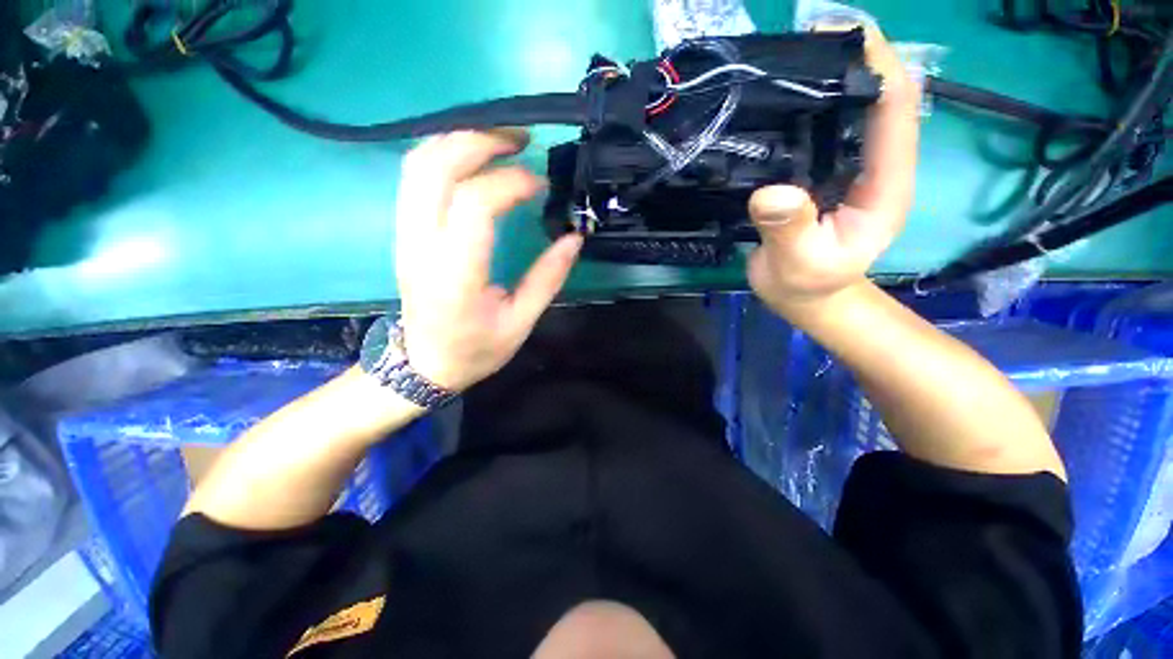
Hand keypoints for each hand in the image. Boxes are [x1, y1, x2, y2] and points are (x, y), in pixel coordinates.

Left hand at [394, 130, 582, 391]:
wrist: (424, 364)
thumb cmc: (476, 350)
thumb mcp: (521, 323)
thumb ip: (547, 279)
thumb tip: (574, 238)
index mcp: (455, 276)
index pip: (474, 205)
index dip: (510, 183)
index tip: (540, 185)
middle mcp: (421, 247)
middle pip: (436, 167)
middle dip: (479, 141)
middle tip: (520, 141)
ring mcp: (405, 235)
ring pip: (418, 164)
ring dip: (459, 140)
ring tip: (499, 142)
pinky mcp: (403, 232)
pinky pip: (414, 177)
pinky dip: (444, 154)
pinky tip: (473, 159)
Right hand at [747, 28, 921, 315]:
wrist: (805, 298)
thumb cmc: (808, 285)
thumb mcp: (799, 264)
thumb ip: (790, 230)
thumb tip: (772, 190)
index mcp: (886, 184)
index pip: (896, 110)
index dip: (879, 64)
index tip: (843, 32)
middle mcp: (874, 166)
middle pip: (875, 98)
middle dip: (851, 59)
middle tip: (804, 37)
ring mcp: (848, 169)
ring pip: (848, 110)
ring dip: (826, 78)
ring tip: (787, 58)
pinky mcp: (823, 175)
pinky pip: (819, 132)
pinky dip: (804, 108)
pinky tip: (777, 102)